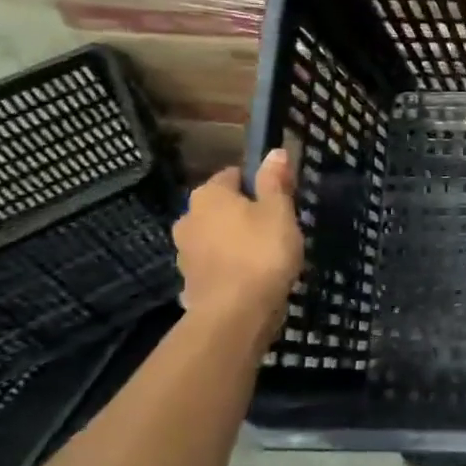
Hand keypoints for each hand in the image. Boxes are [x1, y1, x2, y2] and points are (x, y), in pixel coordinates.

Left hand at [174, 150, 303, 344]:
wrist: (235, 314)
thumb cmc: (261, 253)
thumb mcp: (279, 212)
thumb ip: (275, 182)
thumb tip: (274, 152)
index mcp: (209, 195)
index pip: (233, 175)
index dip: (258, 184)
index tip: (281, 200)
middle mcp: (188, 218)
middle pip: (222, 207)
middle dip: (244, 214)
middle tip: (276, 229)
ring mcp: (185, 252)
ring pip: (216, 237)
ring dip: (235, 242)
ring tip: (266, 257)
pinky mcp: (190, 282)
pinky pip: (215, 265)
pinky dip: (230, 268)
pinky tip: (252, 279)